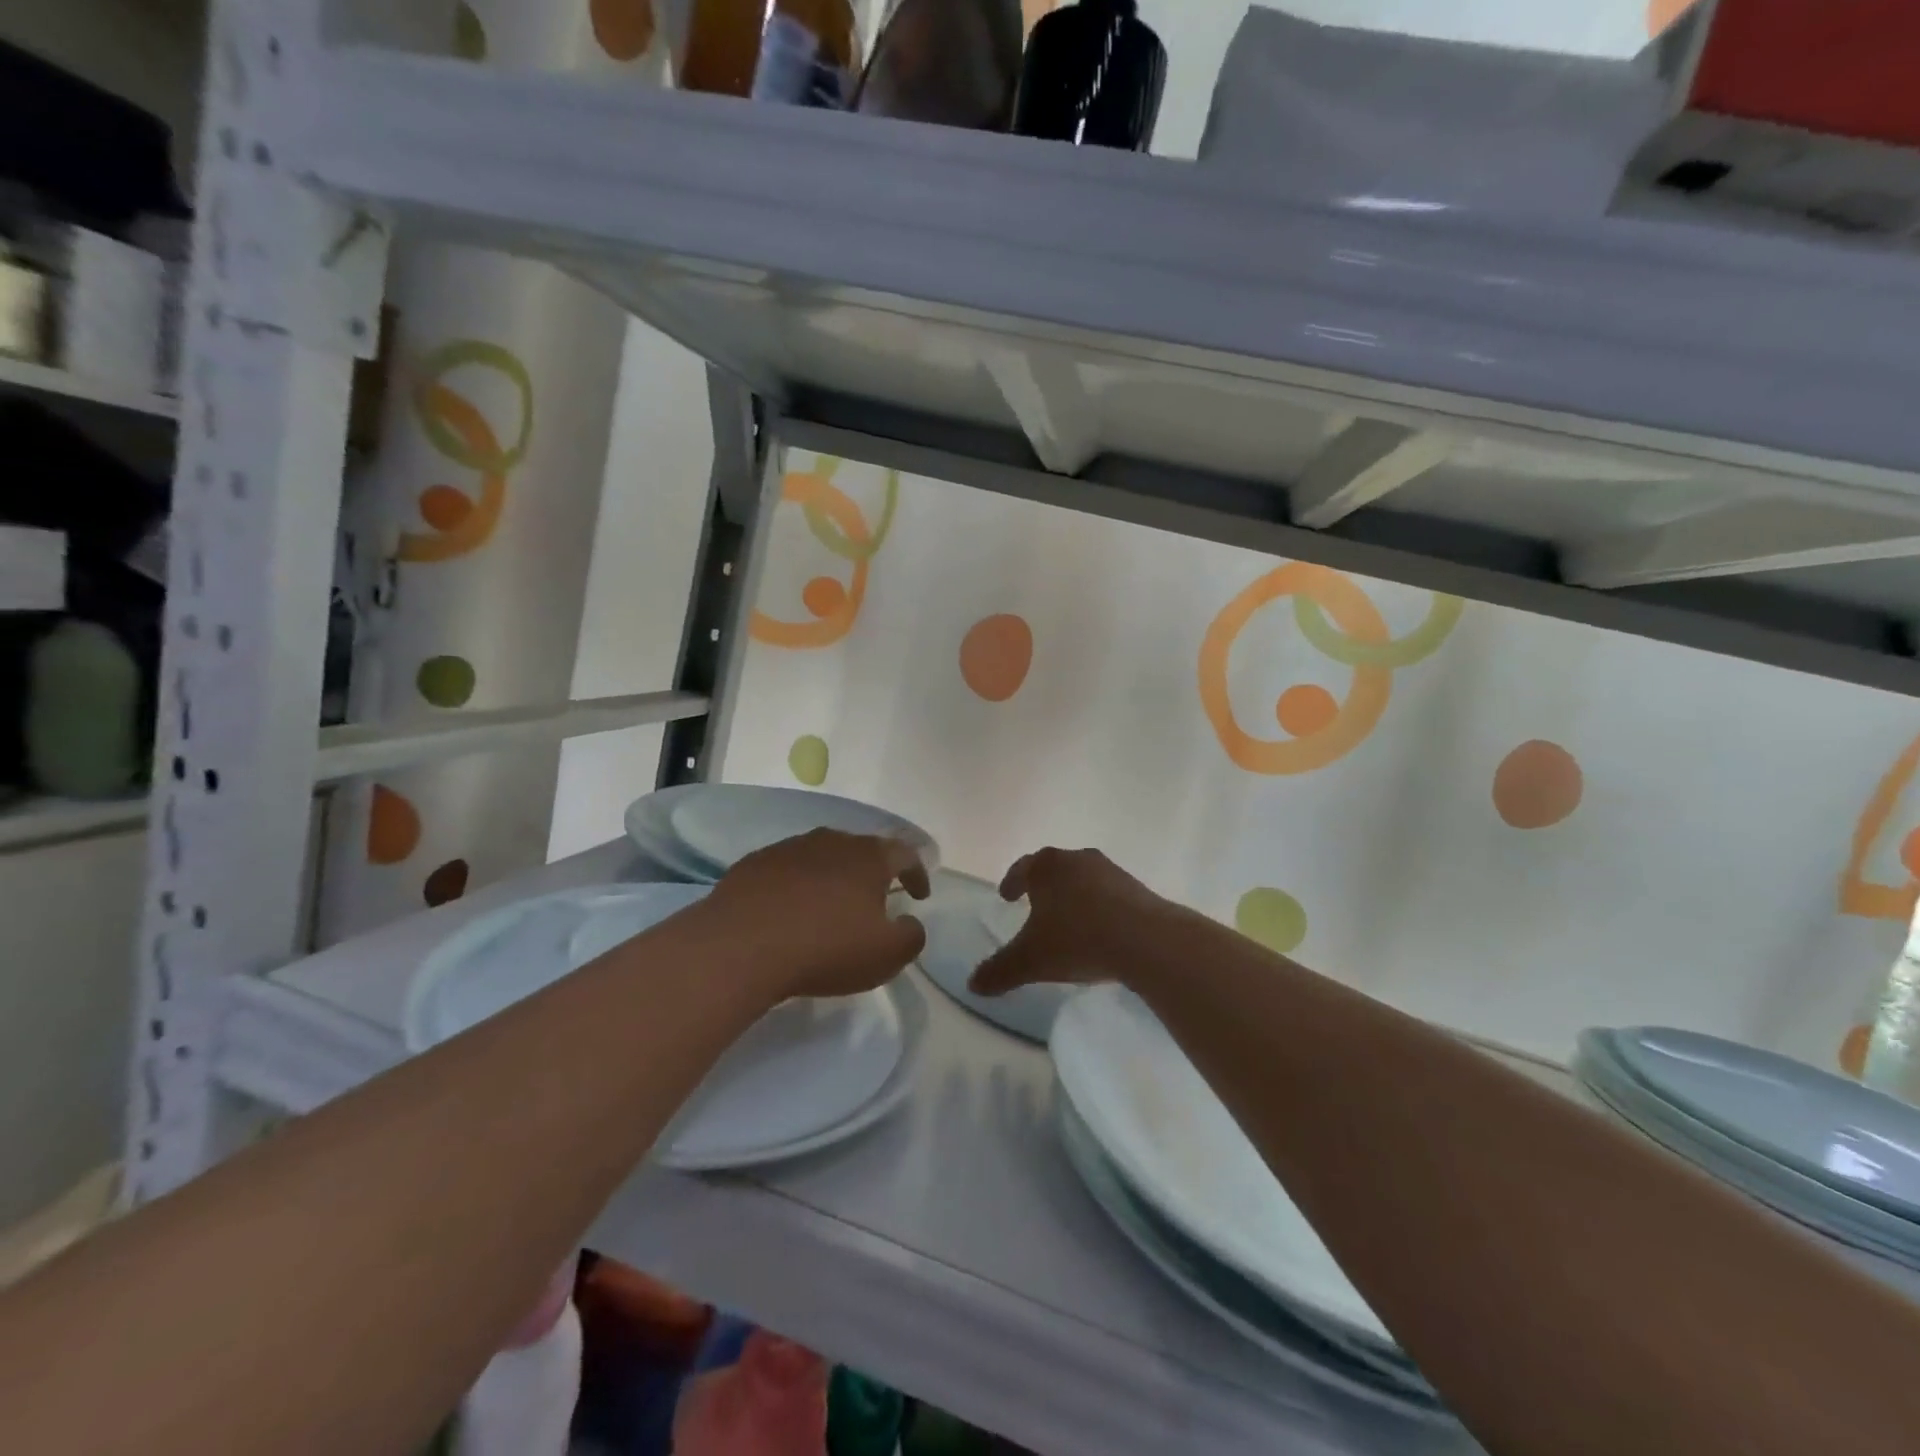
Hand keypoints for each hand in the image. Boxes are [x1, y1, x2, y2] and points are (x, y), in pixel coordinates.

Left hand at [704, 829, 929, 1001]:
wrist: (741, 945)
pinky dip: (797, 886)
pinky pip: (786, 870)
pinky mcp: (754, 863)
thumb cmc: (825, 947)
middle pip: (861, 850)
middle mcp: (831, 841)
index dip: (917, 873)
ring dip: (832, 877)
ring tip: (830, 906)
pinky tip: (789, 911)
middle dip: (873, 873)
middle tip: (875, 899)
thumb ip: (911, 937)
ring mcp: (789, 848)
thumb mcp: (885, 955)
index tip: (919, 896)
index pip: (904, 854)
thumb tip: (911, 923)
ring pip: (822, 856)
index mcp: (868, 857)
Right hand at [970, 847, 1172, 996]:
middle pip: (1053, 868)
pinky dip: (1098, 905)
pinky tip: (1099, 928)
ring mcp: (1109, 870)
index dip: (1011, 882)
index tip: (1006, 895)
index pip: (1022, 869)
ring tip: (1068, 918)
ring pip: (1082, 878)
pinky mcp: (1136, 887)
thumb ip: (999, 970)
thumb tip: (972, 985)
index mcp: (1046, 867)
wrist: (1145, 939)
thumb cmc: (1077, 940)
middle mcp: (1076, 860)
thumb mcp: (1031, 961)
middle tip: (1034, 903)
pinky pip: (1108, 893)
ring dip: (1073, 894)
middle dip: (1042, 886)